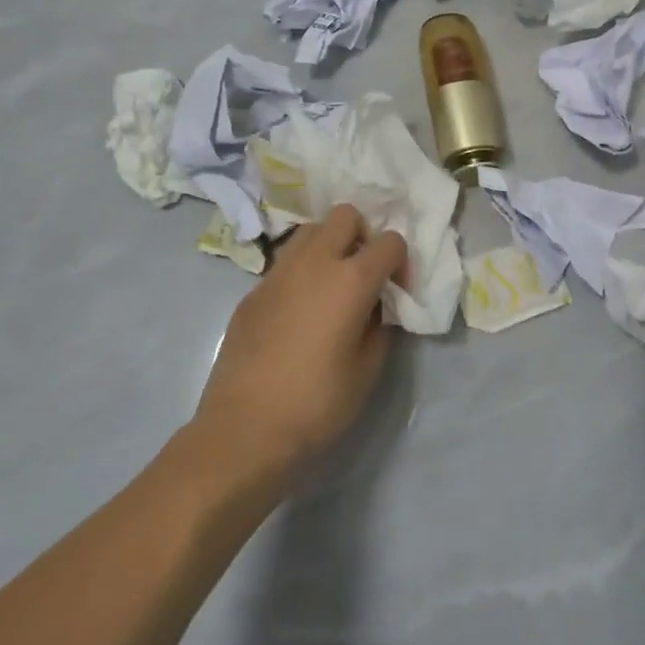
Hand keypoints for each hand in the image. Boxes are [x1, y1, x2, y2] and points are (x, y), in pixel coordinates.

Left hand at [194, 205, 407, 482]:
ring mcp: (278, 272)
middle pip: (345, 215)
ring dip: (329, 245)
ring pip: (310, 230)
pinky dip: (301, 271)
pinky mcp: (253, 291)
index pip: (390, 242)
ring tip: (331, 285)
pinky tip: (299, 310)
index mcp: (351, 279)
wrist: (244, 429)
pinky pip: (285, 262)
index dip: (400, 262)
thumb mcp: (368, 369)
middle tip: (362, 274)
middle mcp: (315, 262)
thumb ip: (379, 325)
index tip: (396, 290)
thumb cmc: (317, 403)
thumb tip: (375, 307)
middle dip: (362, 235)